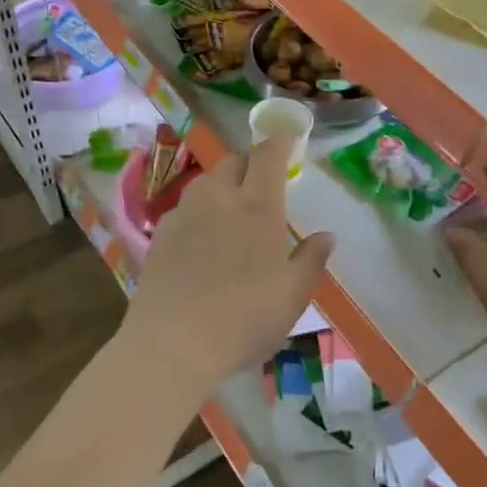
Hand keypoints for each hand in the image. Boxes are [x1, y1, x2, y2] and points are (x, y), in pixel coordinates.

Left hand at [119, 135, 333, 402]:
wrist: (172, 345)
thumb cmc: (245, 319)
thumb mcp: (293, 296)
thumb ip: (311, 259)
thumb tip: (326, 235)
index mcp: (258, 206)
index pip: (268, 154)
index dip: (280, 141)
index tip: (289, 140)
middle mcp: (219, 199)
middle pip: (234, 162)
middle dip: (251, 163)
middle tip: (264, 185)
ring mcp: (184, 214)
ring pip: (206, 182)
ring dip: (224, 185)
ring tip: (233, 211)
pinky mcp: (160, 235)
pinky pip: (185, 207)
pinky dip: (200, 211)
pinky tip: (204, 240)